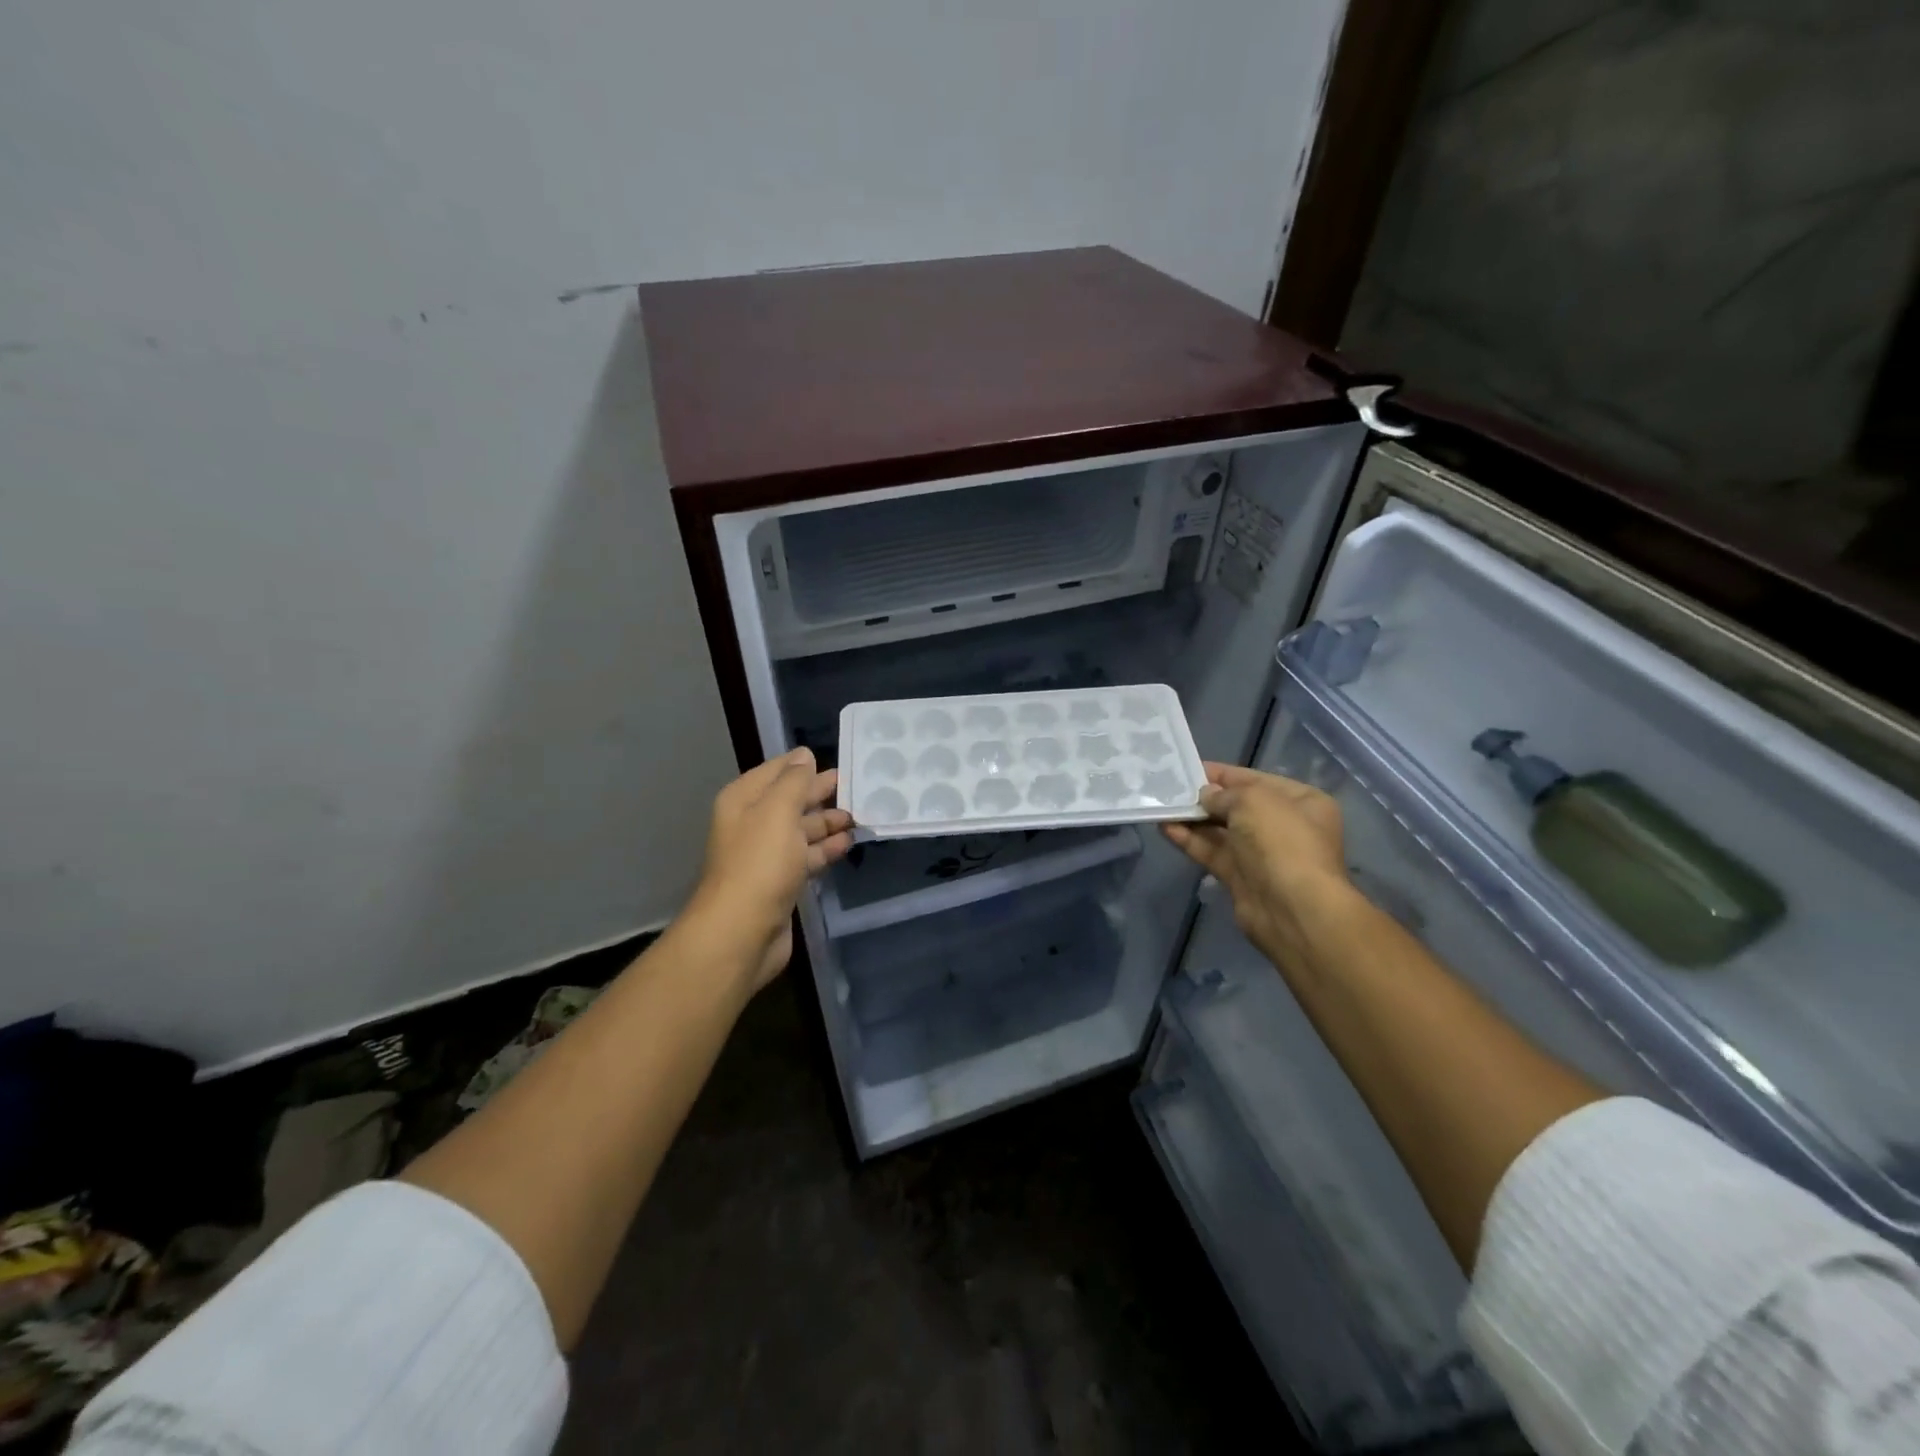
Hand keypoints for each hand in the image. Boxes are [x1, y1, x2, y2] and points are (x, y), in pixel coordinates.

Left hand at [688, 748, 853, 992]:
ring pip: (801, 830)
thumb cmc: (760, 863)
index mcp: (744, 801)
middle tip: (857, 787)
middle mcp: (752, 824)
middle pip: (791, 800)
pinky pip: (806, 857)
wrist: (742, 931)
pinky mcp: (780, 882)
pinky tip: (847, 844)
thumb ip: (794, 781)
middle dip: (821, 793)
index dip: (805, 765)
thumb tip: (805, 755)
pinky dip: (825, 849)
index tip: (840, 760)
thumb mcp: (778, 811)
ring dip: (828, 822)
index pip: (777, 771)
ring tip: (859, 816)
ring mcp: (766, 856)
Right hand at [1161, 763, 1356, 976]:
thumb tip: (1206, 797)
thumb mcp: (1253, 800)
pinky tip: (1165, 828)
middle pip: (1236, 806)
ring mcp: (1261, 854)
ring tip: (1161, 806)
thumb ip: (1224, 794)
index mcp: (1301, 802)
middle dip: (1204, 798)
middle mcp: (1283, 826)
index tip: (1188, 768)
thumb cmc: (1281, 841)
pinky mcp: (1241, 878)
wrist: (1292, 909)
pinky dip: (1190, 840)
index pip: (1255, 780)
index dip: (1222, 774)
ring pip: (1221, 831)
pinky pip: (1212, 852)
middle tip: (1169, 788)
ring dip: (1192, 819)